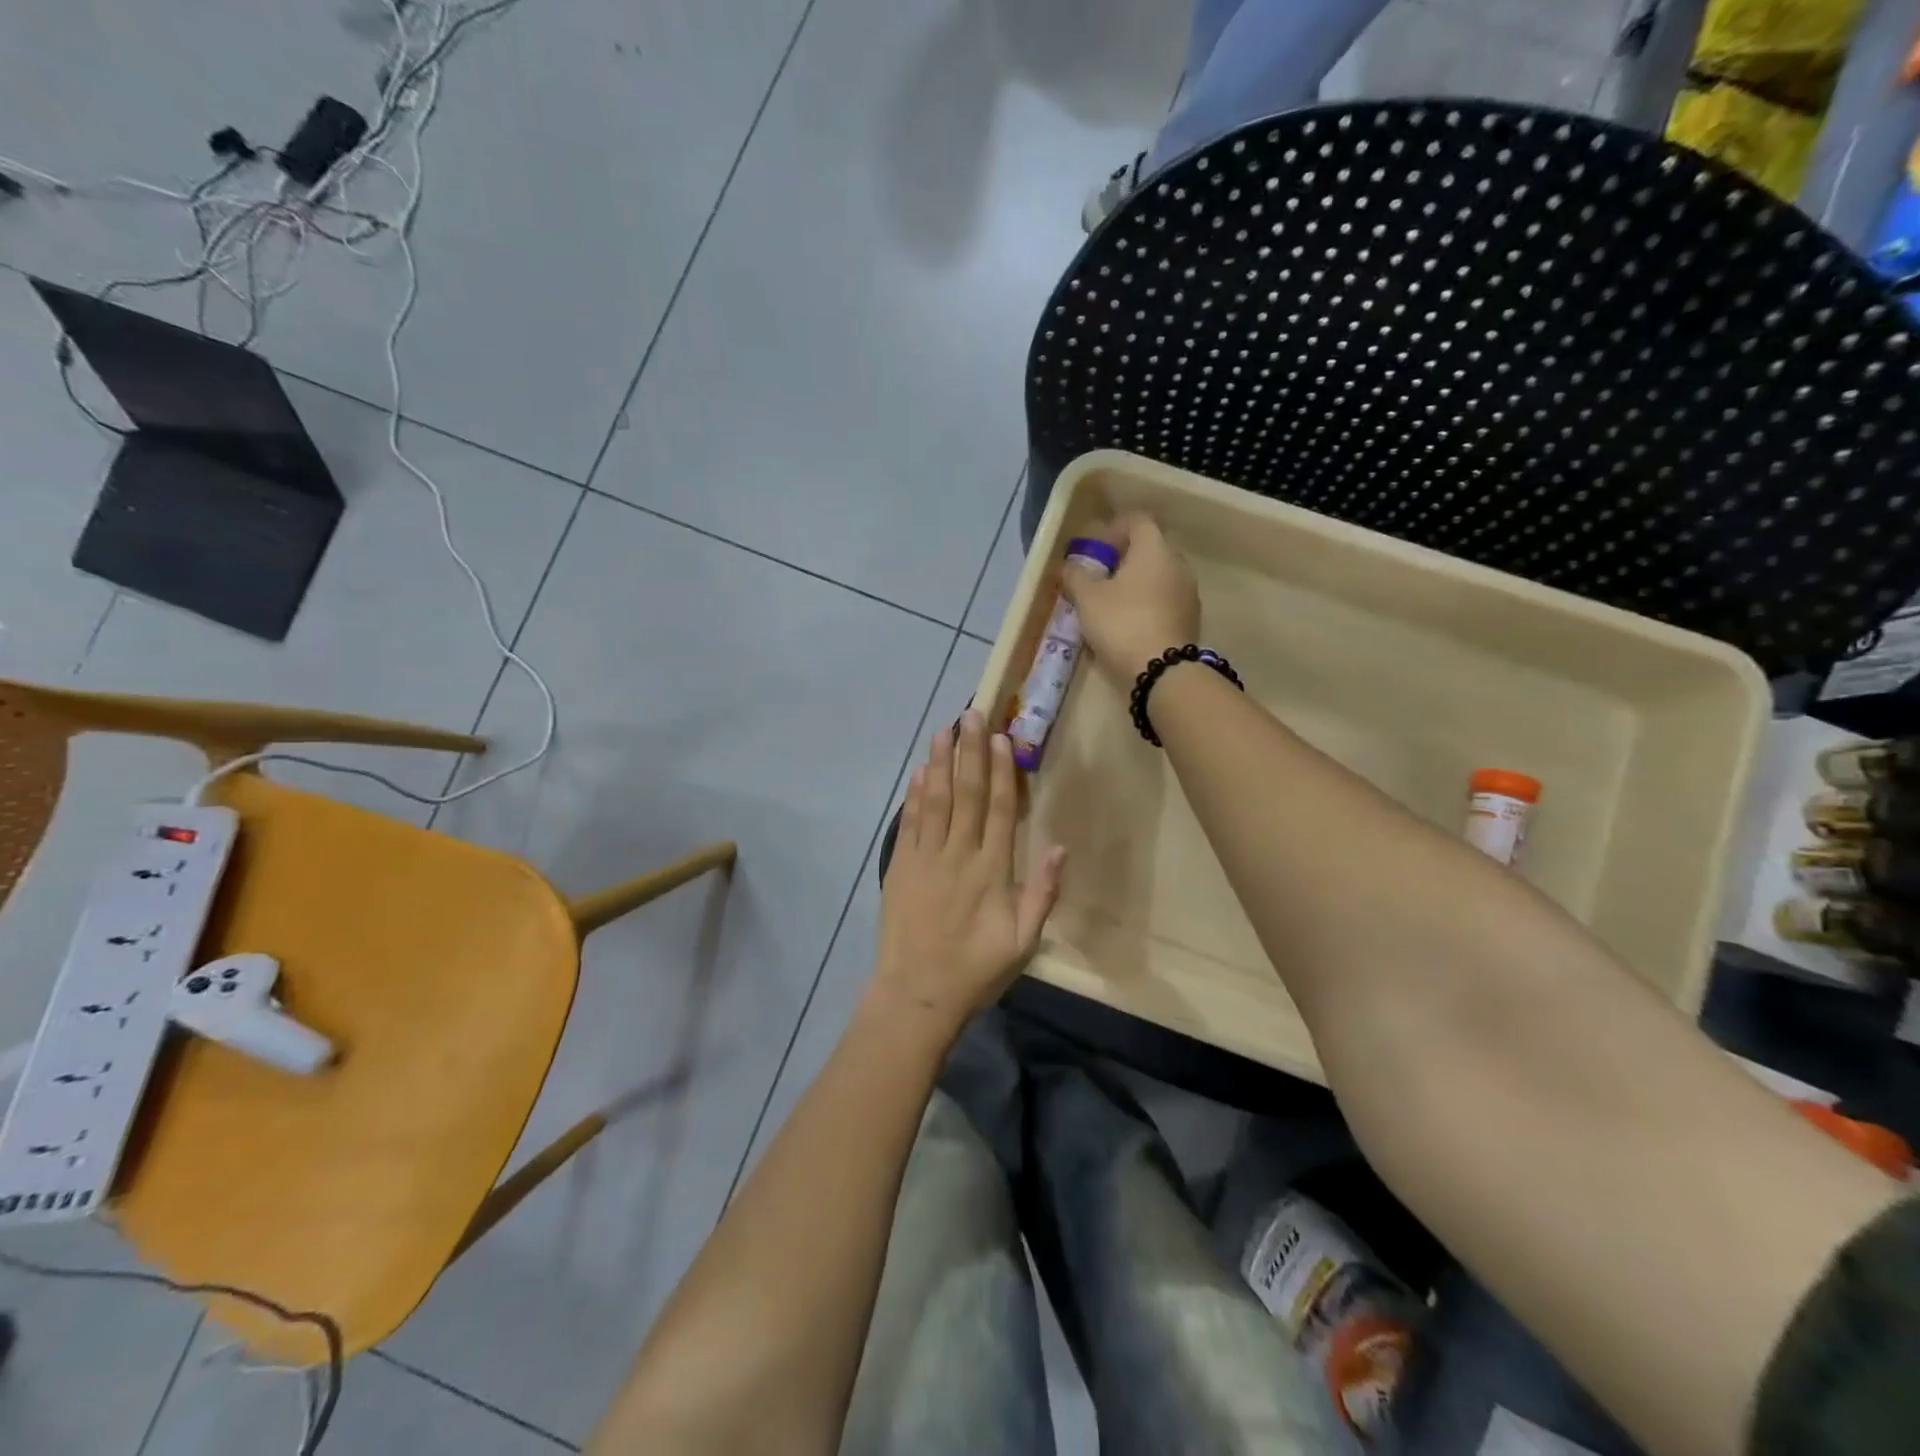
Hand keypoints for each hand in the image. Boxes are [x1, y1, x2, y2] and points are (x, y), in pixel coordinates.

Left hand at [871, 710, 1066, 1039]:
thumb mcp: (1024, 942)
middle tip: (971, 714)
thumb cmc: (976, 971)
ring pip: (935, 801)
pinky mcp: (900, 868)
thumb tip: (1061, 848)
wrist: (917, 995)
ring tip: (944, 731)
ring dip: (940, 763)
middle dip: (970, 752)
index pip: (998, 810)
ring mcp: (925, 859)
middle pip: (966, 794)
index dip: (1001, 771)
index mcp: (992, 871)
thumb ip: (1042, 893)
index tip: (1002, 738)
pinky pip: (909, 824)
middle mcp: (958, 855)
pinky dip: (914, 796)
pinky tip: (919, 773)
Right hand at [1057, 512, 1200, 689]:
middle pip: (1150, 548)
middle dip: (1124, 558)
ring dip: (1136, 584)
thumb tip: (1068, 566)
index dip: (1114, 528)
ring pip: (1159, 576)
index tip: (1096, 548)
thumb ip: (1075, 576)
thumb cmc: (1122, 623)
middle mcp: (1178, 564)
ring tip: (1112, 605)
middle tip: (1099, 577)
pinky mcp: (1191, 619)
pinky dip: (1148, 604)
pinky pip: (1166, 600)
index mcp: (1154, 549)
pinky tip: (1129, 625)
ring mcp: (1189, 592)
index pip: (1137, 520)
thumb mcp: (1087, 598)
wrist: (1162, 671)